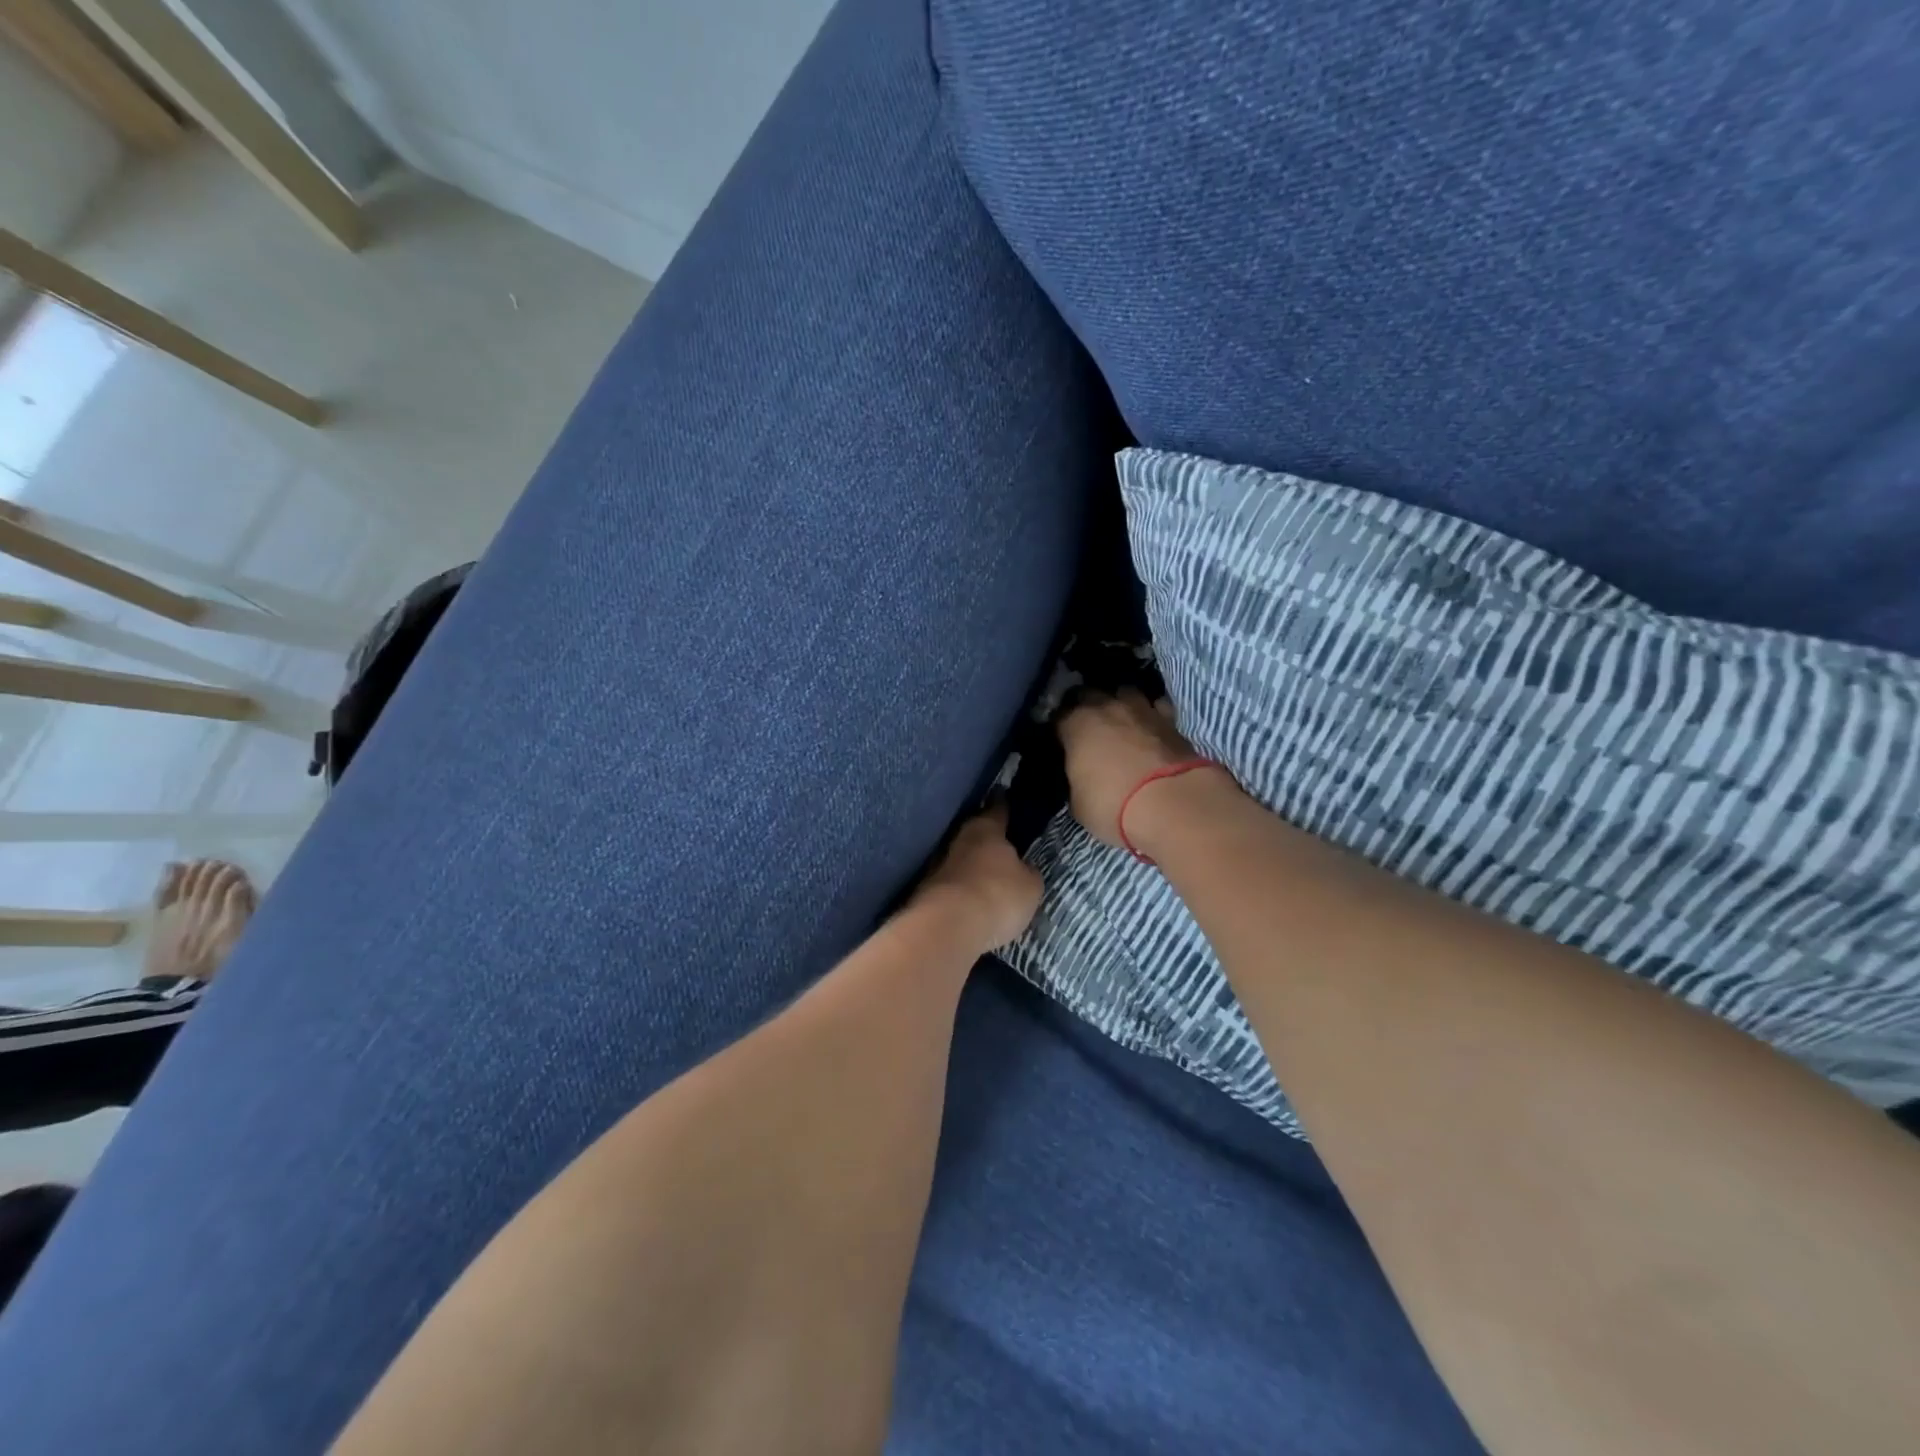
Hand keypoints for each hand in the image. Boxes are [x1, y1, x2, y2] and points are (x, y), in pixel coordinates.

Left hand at [914, 801, 1042, 949]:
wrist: (946, 928)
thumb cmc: (997, 896)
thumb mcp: (1030, 886)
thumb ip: (1028, 872)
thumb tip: (1023, 868)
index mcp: (986, 828)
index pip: (998, 808)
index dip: (1004, 803)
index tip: (1004, 794)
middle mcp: (959, 839)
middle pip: (976, 833)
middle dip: (987, 837)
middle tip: (1002, 842)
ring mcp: (938, 865)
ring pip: (961, 858)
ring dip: (972, 864)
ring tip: (989, 875)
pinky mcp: (926, 891)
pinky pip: (952, 883)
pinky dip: (961, 888)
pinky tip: (971, 899)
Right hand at [1057, 689, 1229, 850]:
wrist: (1172, 804)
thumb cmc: (1113, 805)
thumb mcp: (1078, 803)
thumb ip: (1076, 781)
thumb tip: (1081, 777)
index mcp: (1076, 725)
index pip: (1058, 716)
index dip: (1059, 729)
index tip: (1061, 742)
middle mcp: (1106, 707)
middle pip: (1089, 694)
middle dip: (1086, 707)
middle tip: (1088, 730)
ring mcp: (1141, 709)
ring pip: (1125, 692)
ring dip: (1120, 704)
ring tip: (1120, 723)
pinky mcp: (1172, 720)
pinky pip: (1156, 707)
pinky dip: (1151, 714)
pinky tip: (1151, 729)